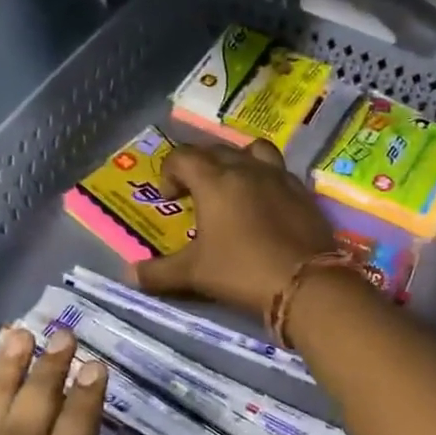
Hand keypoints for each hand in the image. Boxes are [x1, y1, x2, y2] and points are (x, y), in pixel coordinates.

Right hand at [134, 140, 336, 315]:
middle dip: (198, 166)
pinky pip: (278, 170)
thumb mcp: (194, 274)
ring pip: (251, 150)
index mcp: (215, 180)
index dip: (169, 172)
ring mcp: (278, 176)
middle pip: (215, 150)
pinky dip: (264, 178)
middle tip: (194, 194)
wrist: (307, 284)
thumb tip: (128, 274)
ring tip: (232, 186)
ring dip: (236, 161)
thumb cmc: (242, 271)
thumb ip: (159, 272)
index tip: (169, 198)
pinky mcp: (303, 191)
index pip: (182, 156)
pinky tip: (264, 204)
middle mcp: (246, 168)